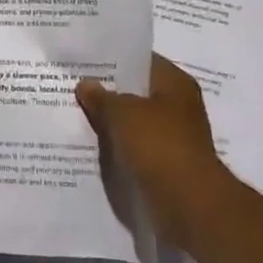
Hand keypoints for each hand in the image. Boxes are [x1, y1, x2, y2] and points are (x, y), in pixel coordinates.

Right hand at [78, 54, 235, 240]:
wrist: (188, 204)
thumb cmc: (159, 145)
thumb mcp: (122, 113)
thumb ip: (101, 97)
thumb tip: (85, 85)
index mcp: (175, 83)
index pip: (141, 60)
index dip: (113, 59)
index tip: (85, 60)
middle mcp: (178, 105)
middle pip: (137, 91)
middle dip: (109, 91)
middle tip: (73, 85)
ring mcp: (174, 136)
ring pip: (134, 121)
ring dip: (112, 121)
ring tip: (77, 113)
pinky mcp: (166, 163)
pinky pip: (135, 146)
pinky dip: (118, 146)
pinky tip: (93, 143)